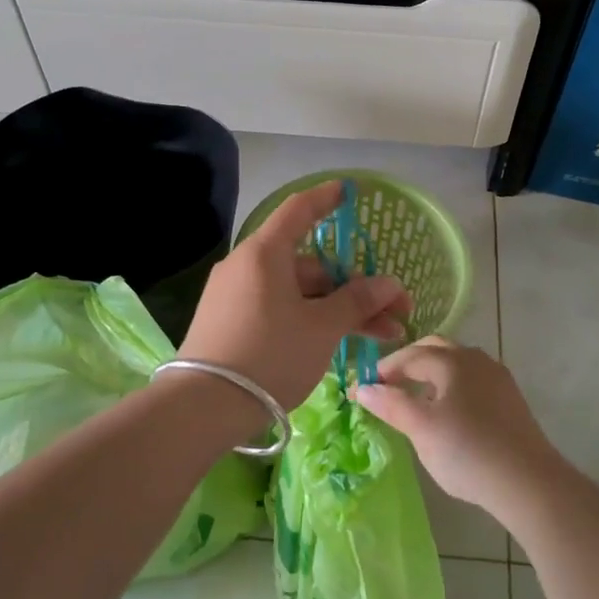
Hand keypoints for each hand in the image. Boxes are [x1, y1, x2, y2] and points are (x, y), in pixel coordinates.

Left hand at [180, 181, 411, 413]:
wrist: (204, 406)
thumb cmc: (270, 354)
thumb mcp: (322, 328)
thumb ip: (357, 301)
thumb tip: (389, 285)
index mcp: (264, 253)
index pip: (299, 210)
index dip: (326, 198)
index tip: (348, 191)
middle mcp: (247, 267)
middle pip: (309, 265)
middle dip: (355, 287)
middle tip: (393, 312)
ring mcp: (236, 297)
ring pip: (298, 293)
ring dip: (339, 310)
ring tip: (381, 336)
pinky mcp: (231, 324)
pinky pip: (279, 310)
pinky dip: (310, 320)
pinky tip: (339, 342)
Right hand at [352, 337, 564, 519]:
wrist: (528, 482)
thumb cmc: (467, 451)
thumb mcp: (421, 428)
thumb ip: (391, 404)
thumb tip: (362, 387)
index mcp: (453, 360)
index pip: (409, 355)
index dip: (383, 370)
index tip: (362, 388)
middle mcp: (477, 359)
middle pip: (435, 349)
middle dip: (408, 362)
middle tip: (387, 385)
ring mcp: (497, 378)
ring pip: (456, 364)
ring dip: (430, 373)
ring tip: (413, 399)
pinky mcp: (509, 399)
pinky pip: (471, 380)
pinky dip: (450, 386)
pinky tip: (446, 412)